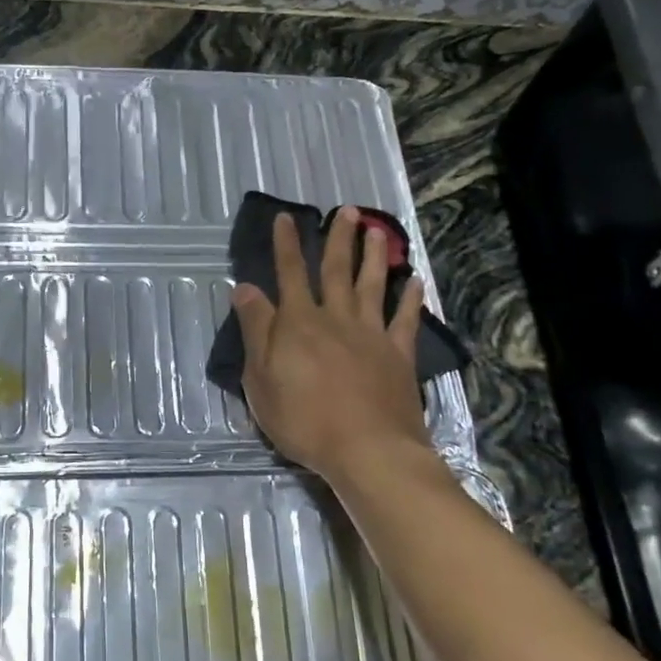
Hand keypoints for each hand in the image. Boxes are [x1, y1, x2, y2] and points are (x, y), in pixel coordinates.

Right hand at [231, 207, 430, 481]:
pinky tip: (415, 282)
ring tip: (378, 232)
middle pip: (337, 271)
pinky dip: (410, 300)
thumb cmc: (303, 419)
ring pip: (372, 286)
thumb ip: (256, 330)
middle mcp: (336, 318)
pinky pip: (405, 320)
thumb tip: (246, 289)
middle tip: (348, 211)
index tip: (286, 217)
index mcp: (299, 323)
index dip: (286, 245)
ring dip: (375, 257)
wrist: (367, 449)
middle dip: (339, 239)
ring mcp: (372, 334)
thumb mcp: (261, 378)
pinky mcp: (399, 356)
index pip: (289, 274)